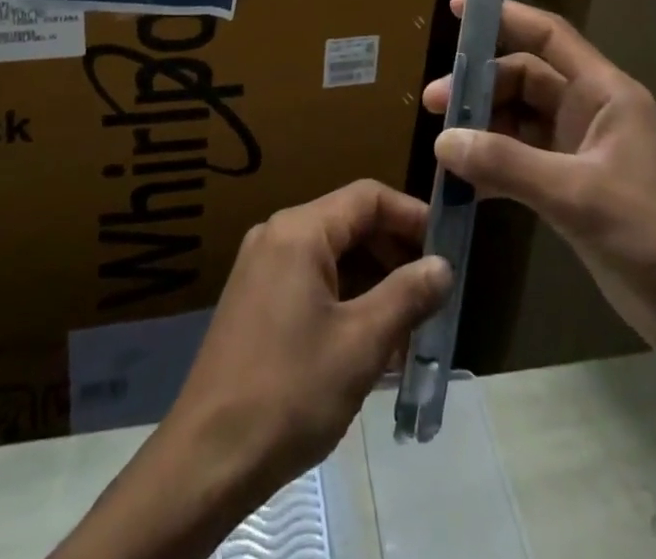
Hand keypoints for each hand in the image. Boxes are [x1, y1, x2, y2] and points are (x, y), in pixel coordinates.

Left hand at [52, 182, 448, 558]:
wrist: (207, 458)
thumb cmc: (290, 391)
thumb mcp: (361, 344)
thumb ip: (407, 296)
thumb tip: (442, 266)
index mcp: (299, 230)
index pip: (367, 197)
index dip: (411, 214)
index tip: (448, 244)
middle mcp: (276, 234)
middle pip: (349, 223)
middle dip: (395, 252)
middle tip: (434, 290)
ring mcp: (261, 267)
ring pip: (331, 255)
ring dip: (373, 281)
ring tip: (410, 325)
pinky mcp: (254, 299)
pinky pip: (311, 279)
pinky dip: (345, 298)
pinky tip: (370, 341)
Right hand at [424, 0, 655, 366]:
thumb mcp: (580, 195)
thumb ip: (509, 164)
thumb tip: (443, 141)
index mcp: (604, 93)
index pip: (548, 36)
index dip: (505, 17)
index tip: (457, 9)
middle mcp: (590, 113)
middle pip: (524, 79)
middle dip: (479, 87)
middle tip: (434, 105)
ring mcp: (580, 152)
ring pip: (518, 121)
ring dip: (482, 130)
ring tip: (442, 148)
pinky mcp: (573, 190)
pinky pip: (521, 163)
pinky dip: (493, 169)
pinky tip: (465, 187)